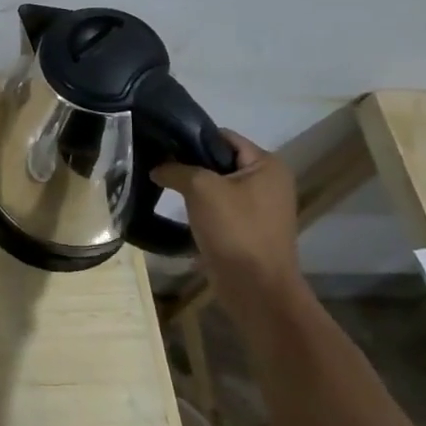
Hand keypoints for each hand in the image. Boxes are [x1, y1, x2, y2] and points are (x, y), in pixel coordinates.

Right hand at [153, 130, 300, 290]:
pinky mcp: (249, 229)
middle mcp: (268, 182)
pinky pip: (220, 208)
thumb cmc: (235, 230)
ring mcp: (260, 207)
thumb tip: (157, 168)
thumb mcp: (201, 189)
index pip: (223, 136)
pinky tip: (179, 210)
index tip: (162, 143)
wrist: (256, 288)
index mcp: (267, 165)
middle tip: (159, 165)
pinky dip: (201, 207)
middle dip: (190, 163)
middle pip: (220, 161)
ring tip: (163, 185)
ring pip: (218, 186)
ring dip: (194, 187)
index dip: (192, 137)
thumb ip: (176, 170)